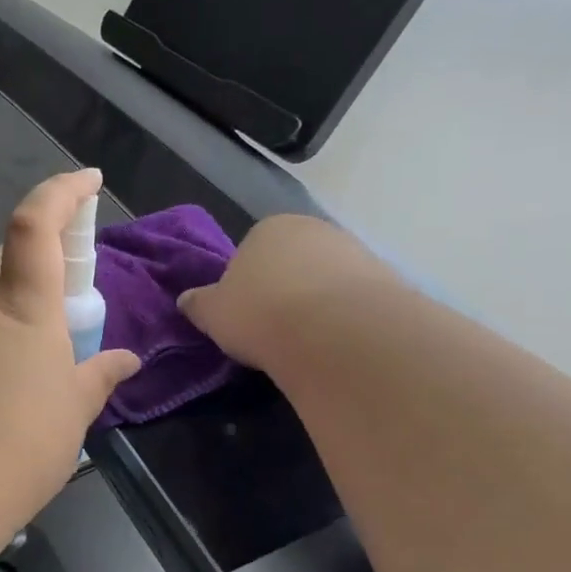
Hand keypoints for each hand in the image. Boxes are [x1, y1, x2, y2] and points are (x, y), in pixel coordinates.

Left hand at [0, 169, 140, 520]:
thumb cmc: (21, 443)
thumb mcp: (73, 412)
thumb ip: (99, 377)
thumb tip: (127, 360)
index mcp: (25, 307)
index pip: (35, 224)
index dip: (61, 192)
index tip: (88, 180)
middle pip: (6, 261)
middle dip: (40, 264)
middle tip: (70, 304)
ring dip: (16, 319)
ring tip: (43, 371)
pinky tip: (4, 399)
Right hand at [177, 213, 388, 369]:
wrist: (335, 330)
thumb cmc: (261, 313)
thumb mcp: (213, 313)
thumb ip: (198, 304)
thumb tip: (186, 300)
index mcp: (268, 228)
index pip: (251, 251)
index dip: (246, 284)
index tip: (246, 315)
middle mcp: (312, 228)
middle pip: (292, 261)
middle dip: (285, 289)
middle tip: (275, 329)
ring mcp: (353, 250)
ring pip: (326, 278)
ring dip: (317, 302)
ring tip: (307, 342)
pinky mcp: (384, 278)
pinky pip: (354, 298)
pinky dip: (345, 316)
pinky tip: (337, 342)